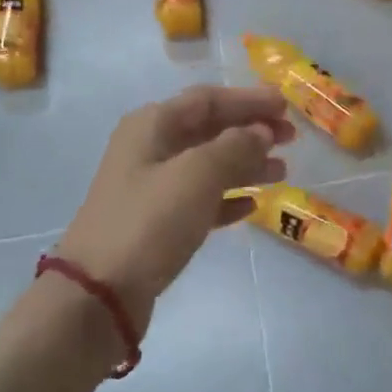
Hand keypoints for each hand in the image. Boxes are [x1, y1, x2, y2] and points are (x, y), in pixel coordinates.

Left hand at [56, 85, 295, 332]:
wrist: (100, 292)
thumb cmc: (150, 221)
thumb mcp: (197, 175)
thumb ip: (235, 146)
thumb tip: (261, 131)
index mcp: (153, 126)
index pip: (209, 99)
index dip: (249, 100)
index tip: (287, 107)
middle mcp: (150, 149)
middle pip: (210, 129)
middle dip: (251, 131)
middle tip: (291, 139)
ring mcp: (152, 187)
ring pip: (209, 165)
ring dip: (246, 164)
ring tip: (282, 172)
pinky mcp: (158, 223)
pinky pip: (201, 199)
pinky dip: (228, 197)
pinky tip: (253, 205)